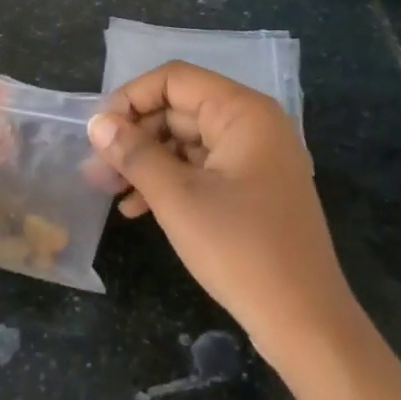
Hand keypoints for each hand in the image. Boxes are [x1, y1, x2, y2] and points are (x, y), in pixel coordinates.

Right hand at [87, 63, 356, 366]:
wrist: (304, 320)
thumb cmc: (240, 249)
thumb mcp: (177, 198)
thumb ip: (135, 154)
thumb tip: (97, 123)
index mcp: (243, 111)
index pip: (175, 79)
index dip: (132, 98)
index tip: (99, 132)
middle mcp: (253, 124)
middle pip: (180, 109)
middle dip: (135, 136)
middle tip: (96, 170)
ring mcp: (256, 157)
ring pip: (188, 142)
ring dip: (147, 162)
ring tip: (107, 191)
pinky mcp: (253, 188)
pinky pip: (203, 169)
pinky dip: (171, 182)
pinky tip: (137, 208)